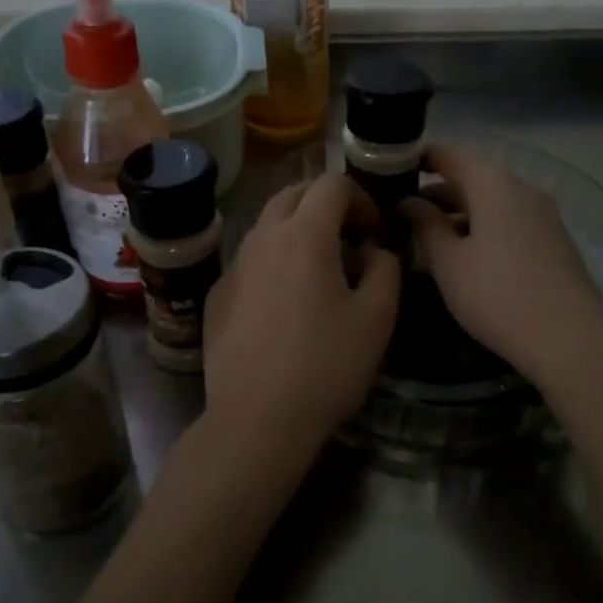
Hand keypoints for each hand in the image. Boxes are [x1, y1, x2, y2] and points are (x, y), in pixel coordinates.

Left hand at [204, 172, 399, 446]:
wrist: (257, 419)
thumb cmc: (326, 366)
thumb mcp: (377, 318)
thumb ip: (385, 269)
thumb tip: (376, 250)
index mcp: (305, 235)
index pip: (332, 184)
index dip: (359, 196)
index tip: (373, 229)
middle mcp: (263, 238)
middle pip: (293, 193)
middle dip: (324, 202)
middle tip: (348, 235)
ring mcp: (234, 265)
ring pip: (266, 224)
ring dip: (296, 228)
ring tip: (318, 266)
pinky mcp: (217, 294)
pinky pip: (249, 258)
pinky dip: (272, 259)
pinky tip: (283, 300)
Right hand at [402, 143, 602, 387]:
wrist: (570, 339)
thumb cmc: (496, 294)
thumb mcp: (448, 262)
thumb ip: (426, 225)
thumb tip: (410, 201)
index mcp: (494, 184)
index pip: (452, 154)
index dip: (422, 157)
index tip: (392, 169)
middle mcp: (522, 189)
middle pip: (474, 177)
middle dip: (438, 189)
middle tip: (402, 207)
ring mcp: (543, 215)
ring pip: (493, 201)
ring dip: (460, 211)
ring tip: (427, 233)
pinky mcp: (553, 241)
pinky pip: (509, 220)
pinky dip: (482, 226)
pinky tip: (465, 253)